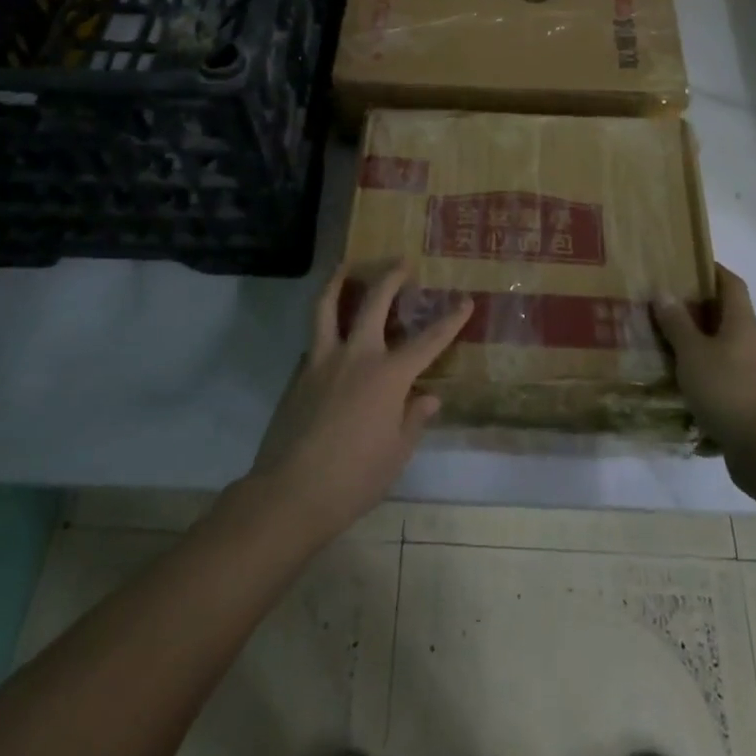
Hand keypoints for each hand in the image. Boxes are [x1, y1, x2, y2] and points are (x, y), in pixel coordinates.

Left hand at [248, 261, 471, 540]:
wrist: (290, 494)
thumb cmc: (353, 479)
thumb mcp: (396, 454)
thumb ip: (413, 420)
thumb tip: (427, 397)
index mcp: (388, 376)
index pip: (428, 341)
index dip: (450, 320)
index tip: (465, 301)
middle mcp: (356, 356)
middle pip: (374, 302)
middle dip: (390, 277)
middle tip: (400, 261)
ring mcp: (321, 361)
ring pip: (327, 307)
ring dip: (337, 281)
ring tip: (343, 265)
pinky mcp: (298, 374)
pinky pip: (312, 341)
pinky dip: (322, 328)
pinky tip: (327, 335)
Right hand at [654, 265, 755, 460]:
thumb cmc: (729, 390)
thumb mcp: (693, 353)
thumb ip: (677, 323)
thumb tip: (664, 291)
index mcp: (741, 322)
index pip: (730, 282)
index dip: (710, 269)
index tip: (683, 263)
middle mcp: (748, 341)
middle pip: (722, 313)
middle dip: (693, 306)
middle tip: (658, 301)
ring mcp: (749, 372)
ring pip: (717, 346)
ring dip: (692, 341)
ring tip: (658, 338)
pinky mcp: (743, 399)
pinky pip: (716, 375)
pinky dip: (696, 372)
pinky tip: (672, 379)